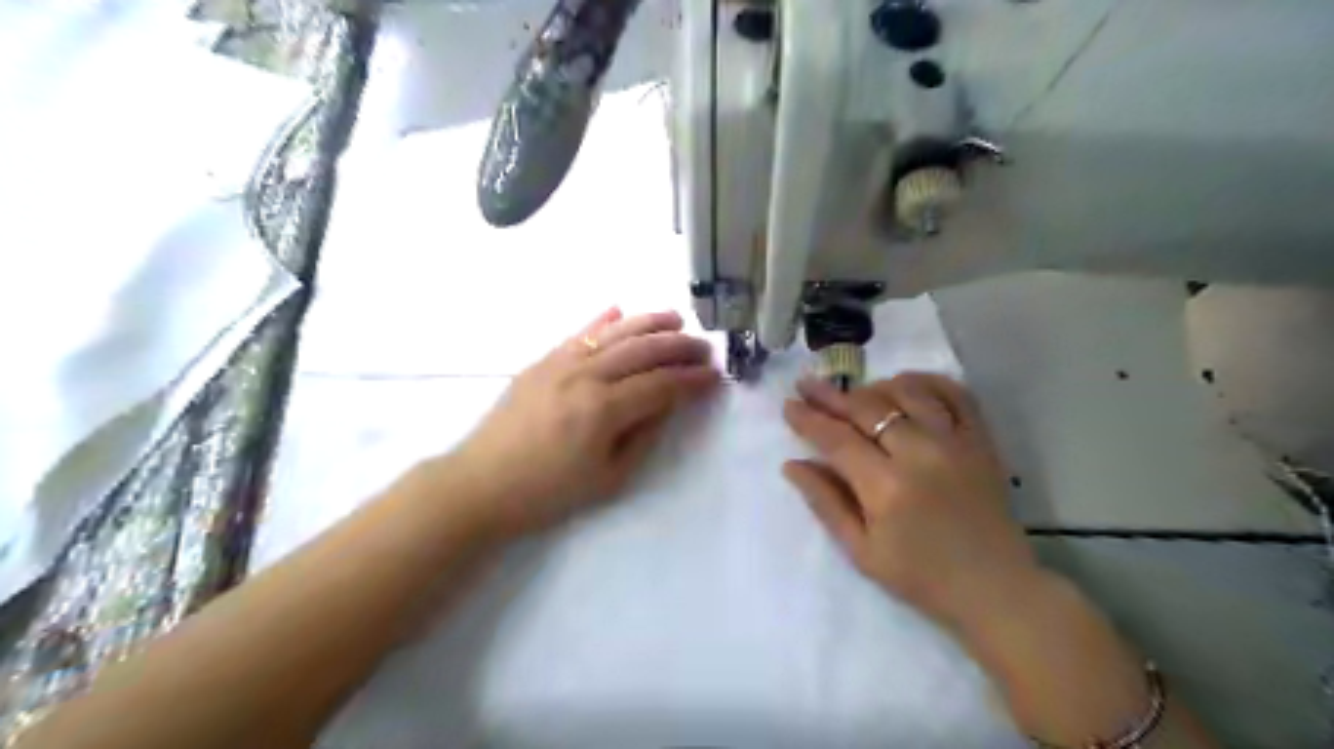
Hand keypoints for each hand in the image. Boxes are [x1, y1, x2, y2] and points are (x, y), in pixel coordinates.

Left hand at [441, 308, 719, 540]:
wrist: (481, 484)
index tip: (715, 376)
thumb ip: (643, 437)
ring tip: (676, 319)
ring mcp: (560, 363)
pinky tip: (620, 311)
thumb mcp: (608, 479)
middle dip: (679, 346)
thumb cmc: (548, 492)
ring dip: (649, 323)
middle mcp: (585, 376)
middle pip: (643, 351)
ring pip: (614, 333)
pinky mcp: (541, 361)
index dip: (692, 380)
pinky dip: (603, 321)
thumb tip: (667, 404)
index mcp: (603, 410)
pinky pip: (579, 333)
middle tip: (704, 347)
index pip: (661, 385)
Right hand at [784, 372, 1041, 629]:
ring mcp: (956, 443)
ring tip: (855, 394)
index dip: (809, 419)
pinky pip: (956, 394)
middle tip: (807, 385)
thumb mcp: (862, 551)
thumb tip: (792, 465)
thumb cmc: (921, 577)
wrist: (996, 590)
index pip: (837, 439)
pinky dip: (928, 381)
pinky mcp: (982, 441)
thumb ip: (825, 503)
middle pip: (868, 409)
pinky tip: (907, 385)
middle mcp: (921, 454)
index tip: (789, 405)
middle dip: (831, 395)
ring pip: (909, 392)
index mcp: (886, 487)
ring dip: (875, 387)